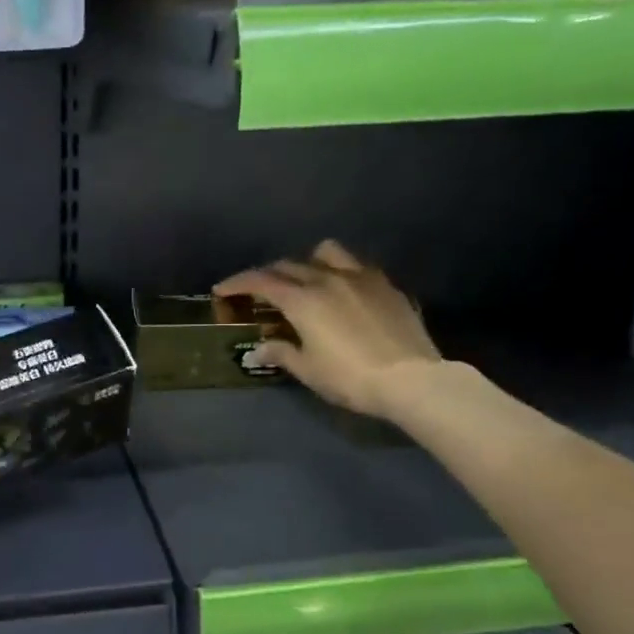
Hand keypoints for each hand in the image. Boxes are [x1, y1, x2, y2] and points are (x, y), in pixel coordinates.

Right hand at [216, 240, 445, 419]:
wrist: (411, 380)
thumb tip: (258, 350)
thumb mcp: (308, 370)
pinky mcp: (387, 286)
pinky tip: (343, 293)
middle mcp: (328, 279)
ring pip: (326, 253)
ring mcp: (361, 278)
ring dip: (308, 262)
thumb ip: (281, 353)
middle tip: (257, 292)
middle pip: (288, 266)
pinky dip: (340, 273)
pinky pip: (356, 267)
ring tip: (305, 281)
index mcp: (302, 300)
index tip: (222, 290)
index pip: (260, 281)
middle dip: (267, 276)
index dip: (237, 283)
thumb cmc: (349, 377)